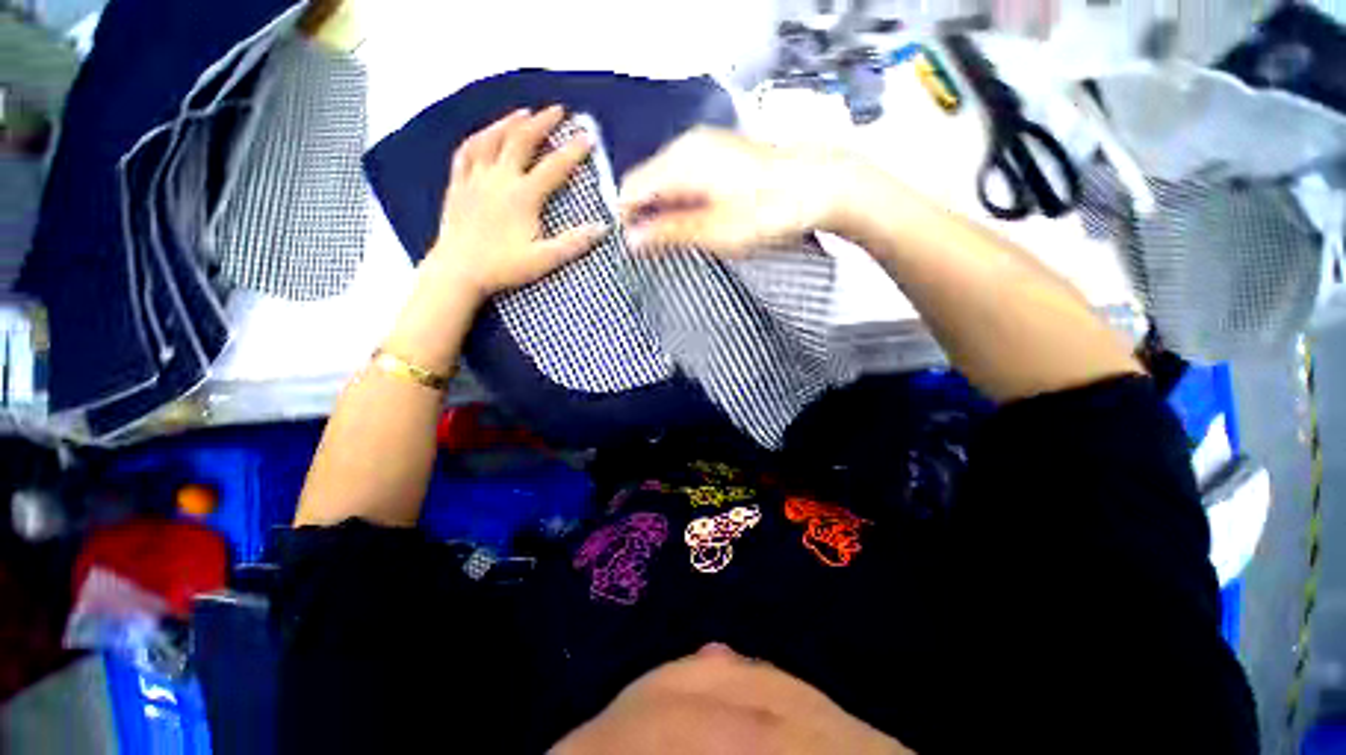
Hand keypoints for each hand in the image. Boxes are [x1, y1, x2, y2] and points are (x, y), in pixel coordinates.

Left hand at [426, 106, 608, 302]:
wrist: (458, 271)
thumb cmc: (503, 267)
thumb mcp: (544, 260)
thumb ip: (573, 243)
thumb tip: (602, 228)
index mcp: (523, 196)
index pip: (554, 167)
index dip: (573, 151)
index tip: (587, 138)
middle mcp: (499, 179)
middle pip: (521, 140)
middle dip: (542, 123)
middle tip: (557, 111)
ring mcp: (475, 179)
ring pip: (491, 139)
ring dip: (509, 122)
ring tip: (523, 113)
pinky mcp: (458, 185)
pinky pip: (466, 153)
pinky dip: (478, 138)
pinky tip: (485, 135)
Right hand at [618, 128, 858, 255]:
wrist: (821, 187)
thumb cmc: (767, 212)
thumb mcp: (714, 232)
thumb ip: (668, 233)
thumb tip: (630, 240)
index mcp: (679, 161)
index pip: (630, 190)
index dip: (628, 222)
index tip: (636, 251)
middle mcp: (687, 145)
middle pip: (647, 182)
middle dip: (647, 216)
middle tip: (661, 250)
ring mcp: (706, 145)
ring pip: (666, 180)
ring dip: (666, 210)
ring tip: (682, 239)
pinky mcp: (721, 152)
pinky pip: (685, 176)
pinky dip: (683, 199)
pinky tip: (699, 219)